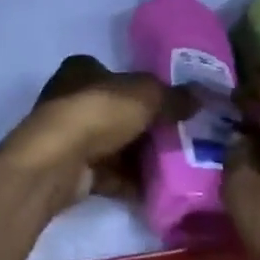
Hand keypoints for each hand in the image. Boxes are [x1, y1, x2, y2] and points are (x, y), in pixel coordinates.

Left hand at [0, 55, 177, 205]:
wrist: (58, 161)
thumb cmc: (99, 112)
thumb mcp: (146, 95)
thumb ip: (173, 96)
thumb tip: (201, 97)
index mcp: (83, 69)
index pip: (119, 75)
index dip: (145, 89)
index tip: (173, 105)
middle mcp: (72, 98)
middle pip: (119, 112)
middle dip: (146, 127)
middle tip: (181, 139)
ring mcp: (71, 136)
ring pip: (115, 145)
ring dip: (140, 157)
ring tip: (177, 167)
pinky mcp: (73, 170)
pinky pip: (109, 174)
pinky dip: (130, 182)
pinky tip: (157, 190)